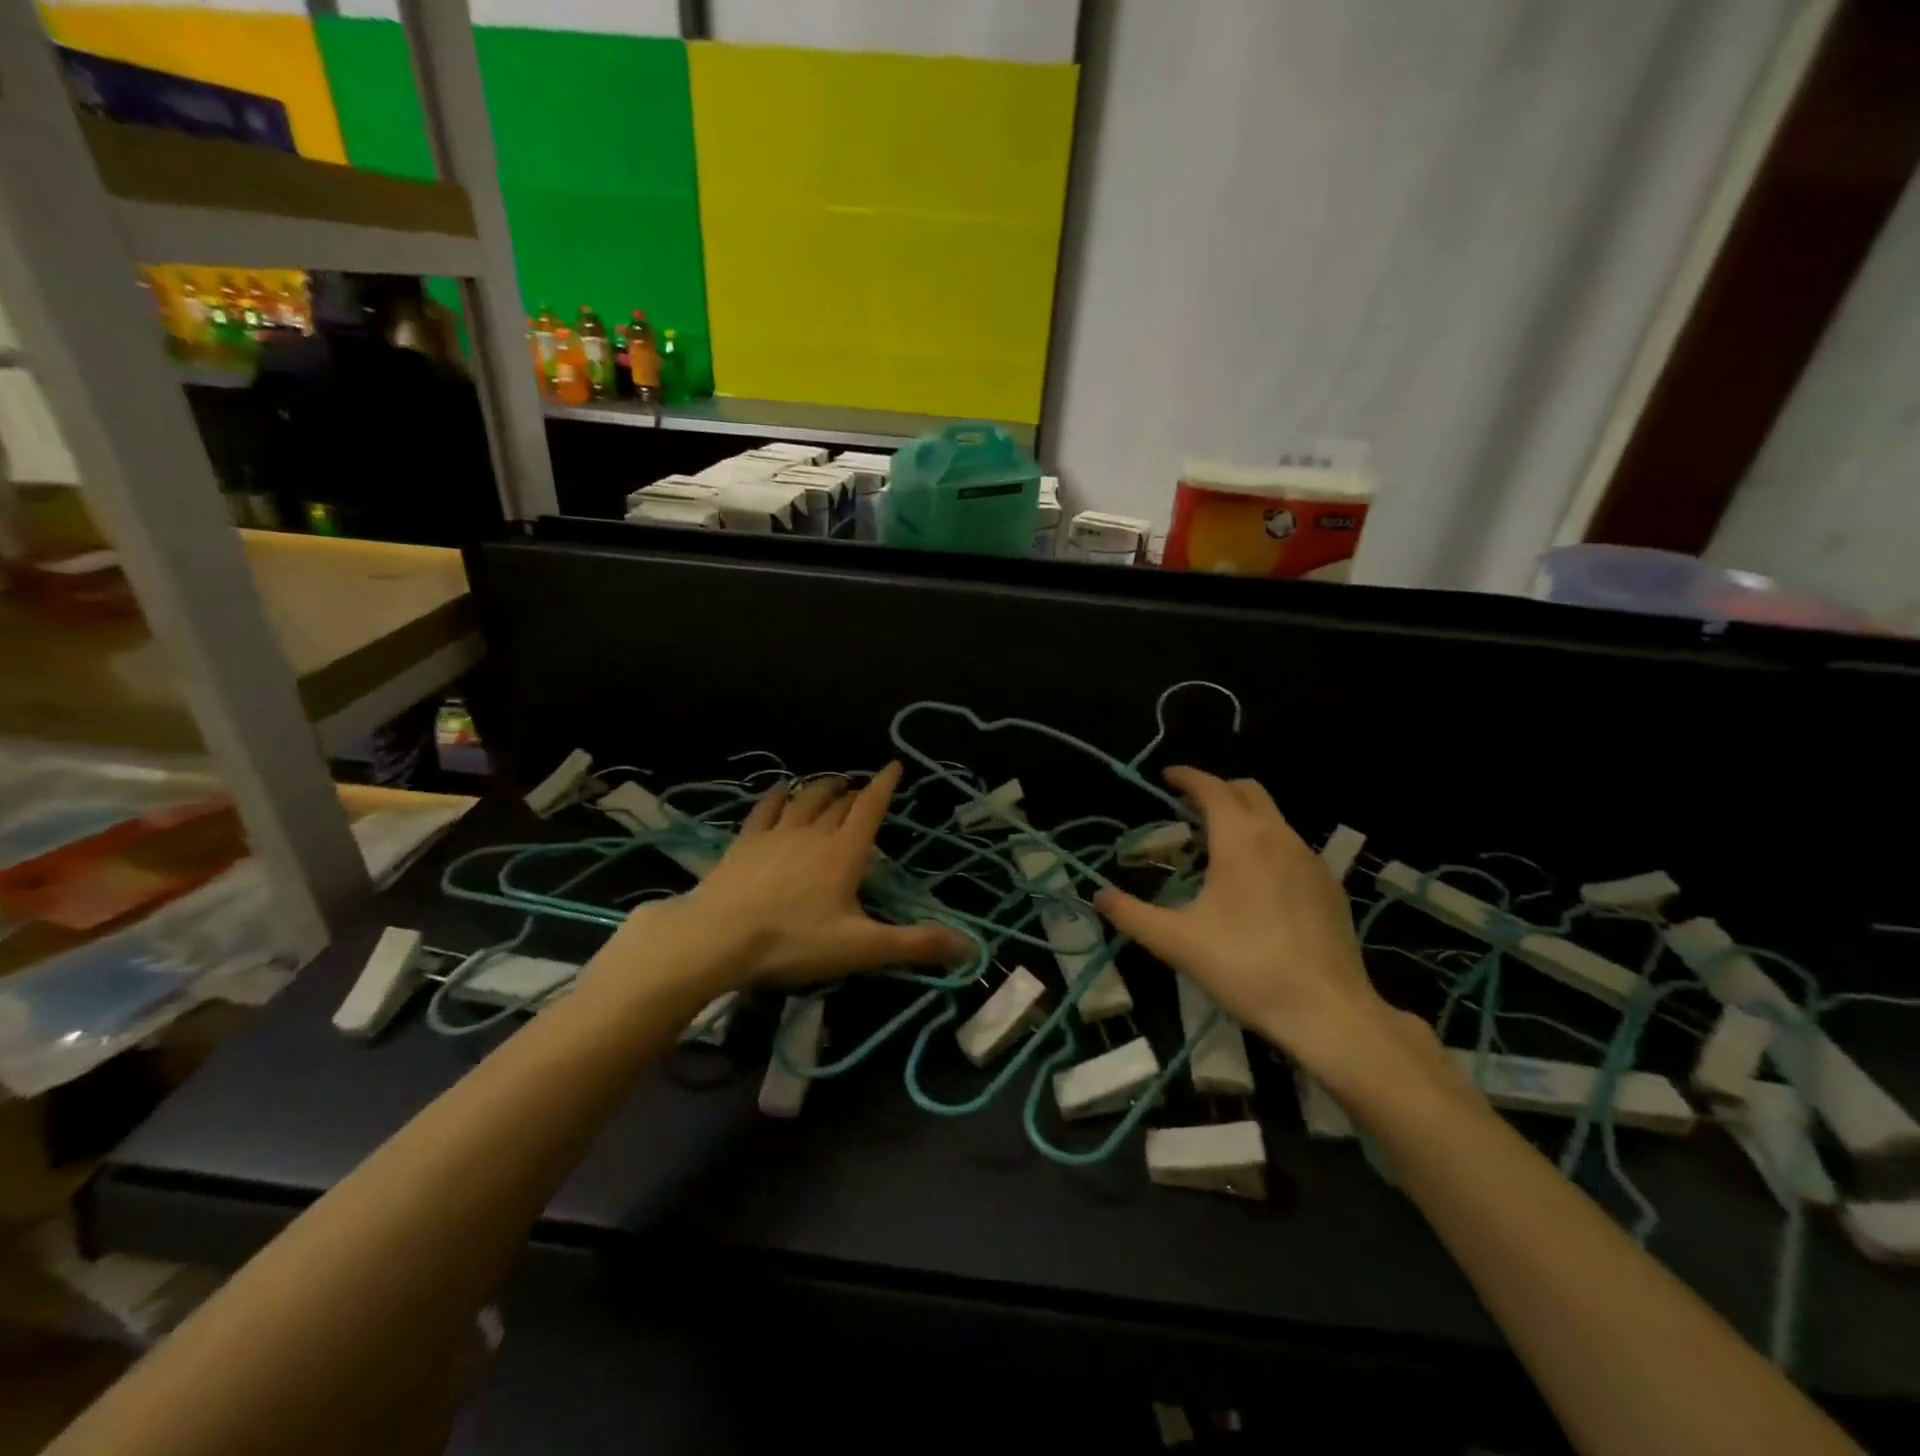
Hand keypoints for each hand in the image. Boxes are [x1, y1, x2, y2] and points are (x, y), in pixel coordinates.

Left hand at [620, 762, 969, 993]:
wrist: (717, 938)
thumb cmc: (793, 941)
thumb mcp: (861, 948)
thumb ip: (914, 945)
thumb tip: (969, 946)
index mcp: (845, 851)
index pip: (871, 807)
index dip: (885, 785)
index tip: (895, 765)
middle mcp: (813, 832)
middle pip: (839, 802)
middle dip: (855, 791)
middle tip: (863, 788)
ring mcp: (776, 833)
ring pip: (805, 799)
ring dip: (822, 787)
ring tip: (832, 782)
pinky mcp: (745, 841)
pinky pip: (766, 808)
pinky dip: (778, 795)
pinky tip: (780, 790)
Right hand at [1093, 767, 1400, 1081]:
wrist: (1327, 1011)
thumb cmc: (1245, 967)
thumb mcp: (1176, 942)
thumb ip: (1131, 914)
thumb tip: (1098, 895)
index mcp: (1240, 840)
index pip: (1211, 788)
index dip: (1187, 777)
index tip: (1167, 777)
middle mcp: (1279, 837)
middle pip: (1247, 791)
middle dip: (1216, 790)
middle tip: (1188, 809)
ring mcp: (1310, 860)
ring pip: (1273, 818)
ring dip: (1242, 818)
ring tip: (1216, 848)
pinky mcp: (1330, 885)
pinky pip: (1291, 846)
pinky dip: (1266, 844)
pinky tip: (1255, 883)